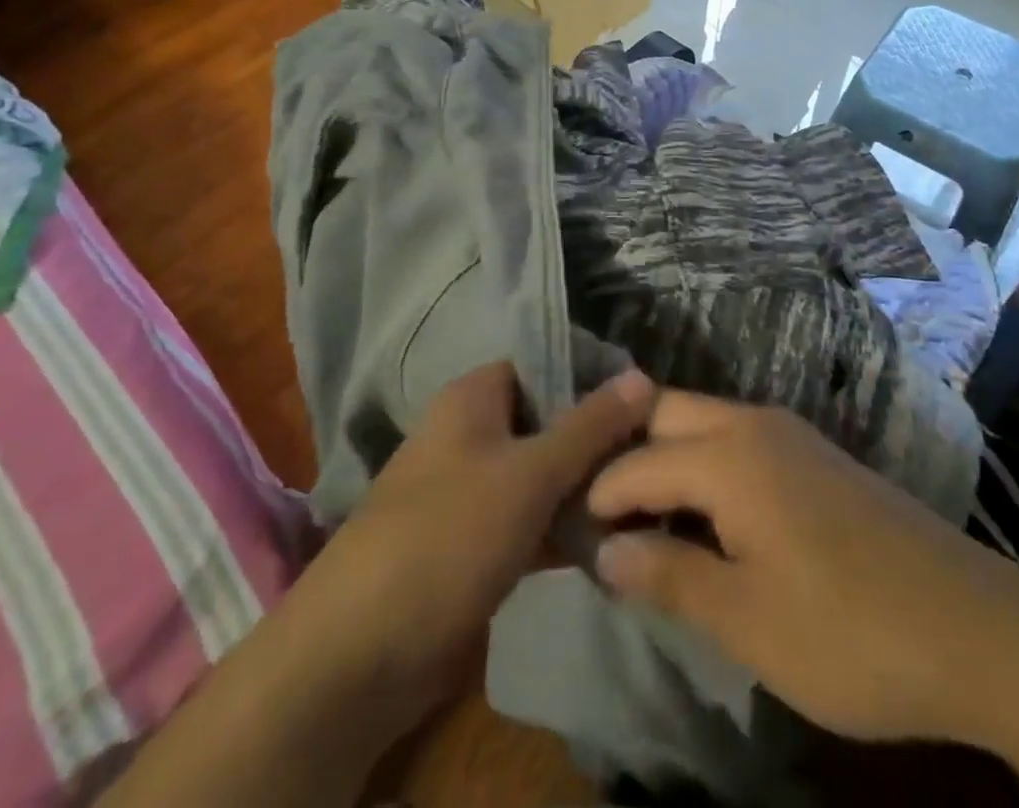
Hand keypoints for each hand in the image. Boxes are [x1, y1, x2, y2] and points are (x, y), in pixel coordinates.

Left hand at [104, 364, 654, 807]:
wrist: (361, 652)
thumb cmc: (449, 535)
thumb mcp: (530, 473)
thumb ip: (589, 426)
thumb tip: (643, 374)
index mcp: (474, 397)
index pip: (545, 365)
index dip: (594, 378)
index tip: (649, 402)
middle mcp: (471, 434)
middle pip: (547, 421)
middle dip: (597, 441)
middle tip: (657, 458)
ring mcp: (470, 490)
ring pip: (541, 475)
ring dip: (585, 490)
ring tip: (647, 502)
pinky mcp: (473, 544)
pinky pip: (529, 521)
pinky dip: (563, 530)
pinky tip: (609, 544)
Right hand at [585, 391, 1018, 754]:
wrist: (980, 632)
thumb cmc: (852, 633)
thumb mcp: (748, 621)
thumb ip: (669, 576)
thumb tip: (605, 551)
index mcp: (730, 455)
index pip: (637, 462)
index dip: (598, 496)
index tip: (568, 533)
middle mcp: (755, 424)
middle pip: (666, 415)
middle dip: (626, 453)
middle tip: (597, 511)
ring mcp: (792, 436)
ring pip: (703, 423)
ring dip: (665, 458)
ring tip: (641, 517)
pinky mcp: (817, 458)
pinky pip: (738, 442)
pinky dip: (704, 466)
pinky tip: (704, 517)